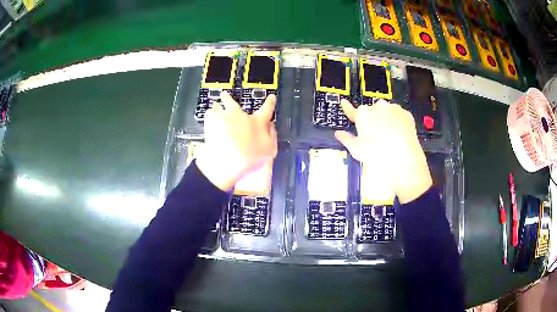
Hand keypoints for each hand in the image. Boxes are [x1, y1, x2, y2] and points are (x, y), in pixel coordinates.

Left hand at [195, 92, 277, 191]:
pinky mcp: (210, 123)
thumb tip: (271, 125)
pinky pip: (209, 116)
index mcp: (257, 122)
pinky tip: (209, 121)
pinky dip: (210, 118)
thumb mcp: (269, 150)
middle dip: (229, 98)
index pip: (267, 109)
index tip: (271, 97)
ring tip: (215, 107)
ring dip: (217, 107)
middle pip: (233, 102)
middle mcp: (241, 115)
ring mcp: (223, 117)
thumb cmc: (250, 158)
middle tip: (225, 95)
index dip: (270, 102)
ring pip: (218, 107)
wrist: (225, 162)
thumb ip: (271, 135)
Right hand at [334, 99, 431, 203]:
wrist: (404, 157)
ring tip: (389, 136)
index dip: (347, 107)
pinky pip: (399, 116)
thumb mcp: (357, 150)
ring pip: (386, 112)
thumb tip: (338, 134)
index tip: (344, 102)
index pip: (351, 110)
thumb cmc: (378, 154)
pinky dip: (398, 122)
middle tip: (375, 135)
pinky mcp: (406, 113)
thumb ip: (346, 139)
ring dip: (386, 120)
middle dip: (372, 120)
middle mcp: (377, 106)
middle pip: (371, 112)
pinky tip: (399, 135)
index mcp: (363, 114)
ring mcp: (393, 108)